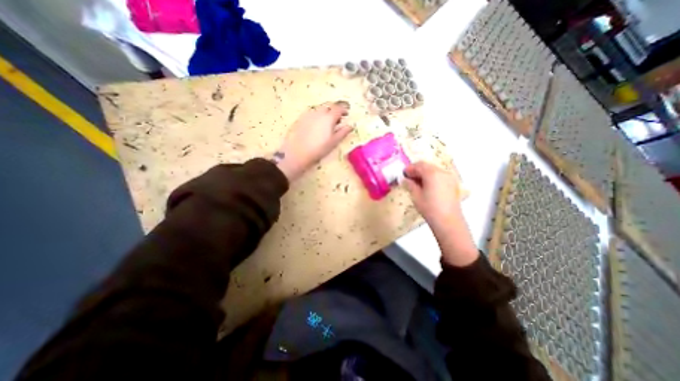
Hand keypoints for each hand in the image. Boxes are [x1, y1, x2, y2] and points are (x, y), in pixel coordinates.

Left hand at [275, 101, 352, 181]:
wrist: (297, 152)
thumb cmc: (319, 148)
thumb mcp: (334, 142)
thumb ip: (343, 132)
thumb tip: (350, 125)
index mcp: (329, 117)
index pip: (339, 108)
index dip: (344, 110)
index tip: (347, 114)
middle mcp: (319, 112)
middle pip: (329, 107)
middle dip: (334, 110)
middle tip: (337, 119)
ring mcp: (308, 114)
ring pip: (319, 109)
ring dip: (325, 113)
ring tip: (326, 123)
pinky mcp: (300, 118)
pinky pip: (311, 113)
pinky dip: (317, 116)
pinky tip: (316, 125)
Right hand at [403, 162, 476, 265]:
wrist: (448, 221)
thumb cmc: (429, 208)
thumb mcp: (416, 195)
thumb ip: (410, 184)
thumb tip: (405, 179)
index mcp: (432, 173)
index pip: (419, 165)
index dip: (409, 169)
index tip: (403, 174)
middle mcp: (442, 172)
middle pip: (427, 166)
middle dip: (417, 170)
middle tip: (408, 178)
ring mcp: (449, 177)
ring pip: (434, 170)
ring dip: (424, 173)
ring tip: (417, 182)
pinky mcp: (452, 184)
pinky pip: (440, 175)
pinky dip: (432, 177)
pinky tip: (427, 185)